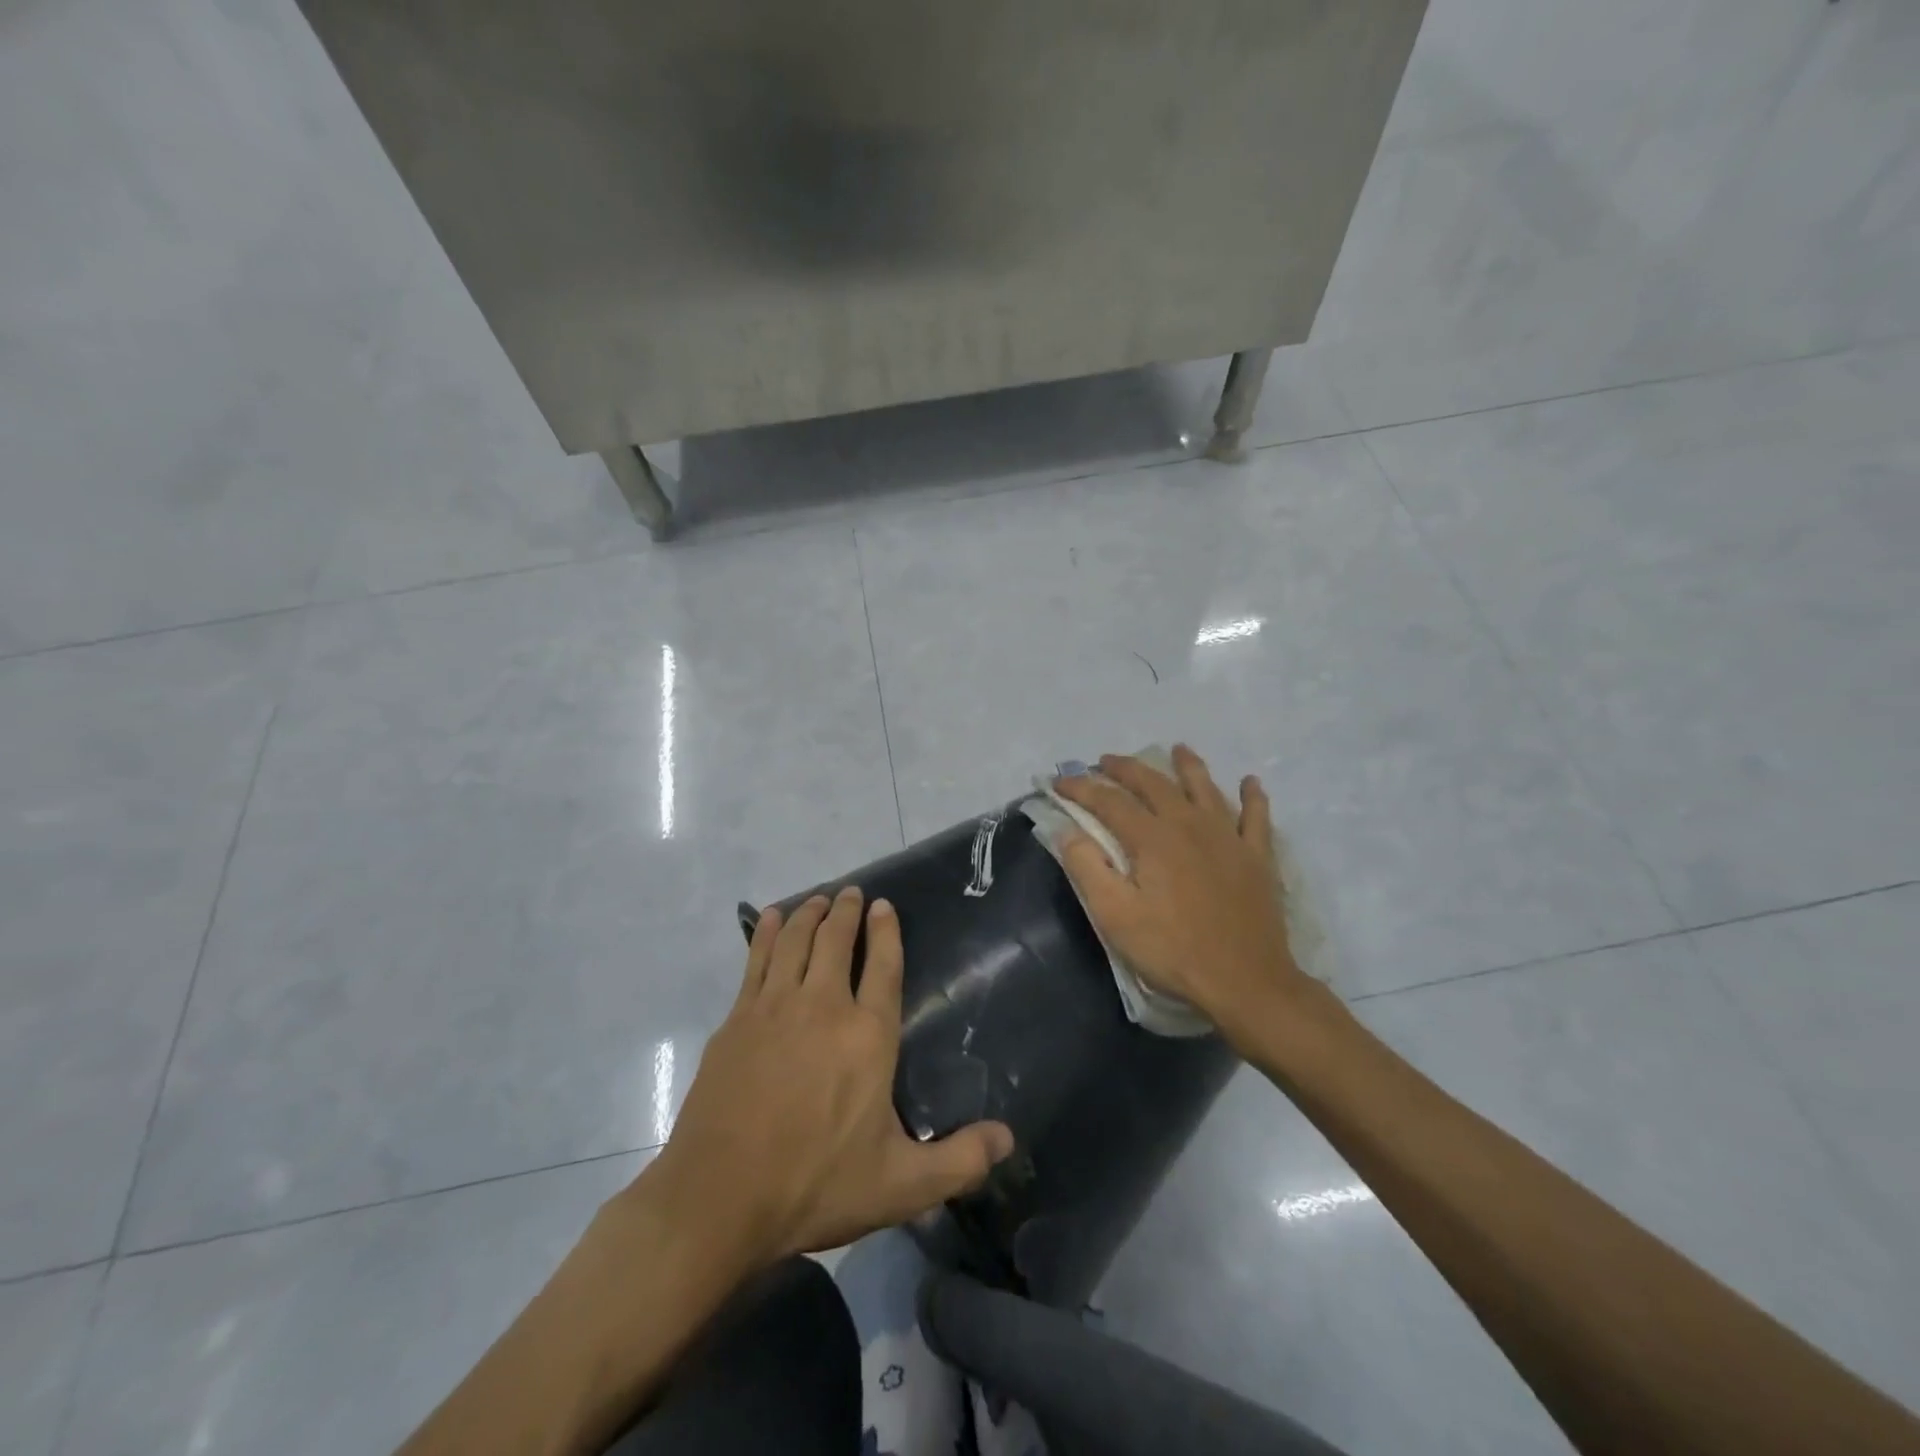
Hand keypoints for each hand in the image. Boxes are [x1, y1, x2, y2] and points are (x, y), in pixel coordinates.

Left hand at [640, 887, 1014, 1267]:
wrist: (719, 1197)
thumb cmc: (815, 1185)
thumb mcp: (900, 1186)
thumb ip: (959, 1162)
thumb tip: (1008, 1139)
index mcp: (868, 1036)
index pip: (884, 966)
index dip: (886, 930)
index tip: (884, 905)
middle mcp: (824, 1006)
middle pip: (835, 940)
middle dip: (846, 911)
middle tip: (851, 893)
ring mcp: (774, 1008)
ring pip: (795, 940)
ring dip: (808, 913)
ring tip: (818, 900)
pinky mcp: (737, 1019)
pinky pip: (755, 959)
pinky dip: (766, 933)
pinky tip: (769, 919)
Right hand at [1053, 745, 1315, 1046]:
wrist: (1246, 982)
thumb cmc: (1173, 950)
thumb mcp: (1116, 917)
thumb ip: (1088, 868)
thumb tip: (1068, 831)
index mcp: (1152, 838)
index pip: (1109, 801)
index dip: (1081, 788)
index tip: (1059, 781)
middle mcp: (1189, 825)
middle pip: (1154, 784)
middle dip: (1126, 768)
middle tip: (1106, 761)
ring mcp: (1228, 837)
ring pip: (1205, 788)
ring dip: (1188, 765)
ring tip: (1177, 749)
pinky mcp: (1256, 857)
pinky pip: (1256, 817)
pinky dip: (1253, 796)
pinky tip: (1251, 782)